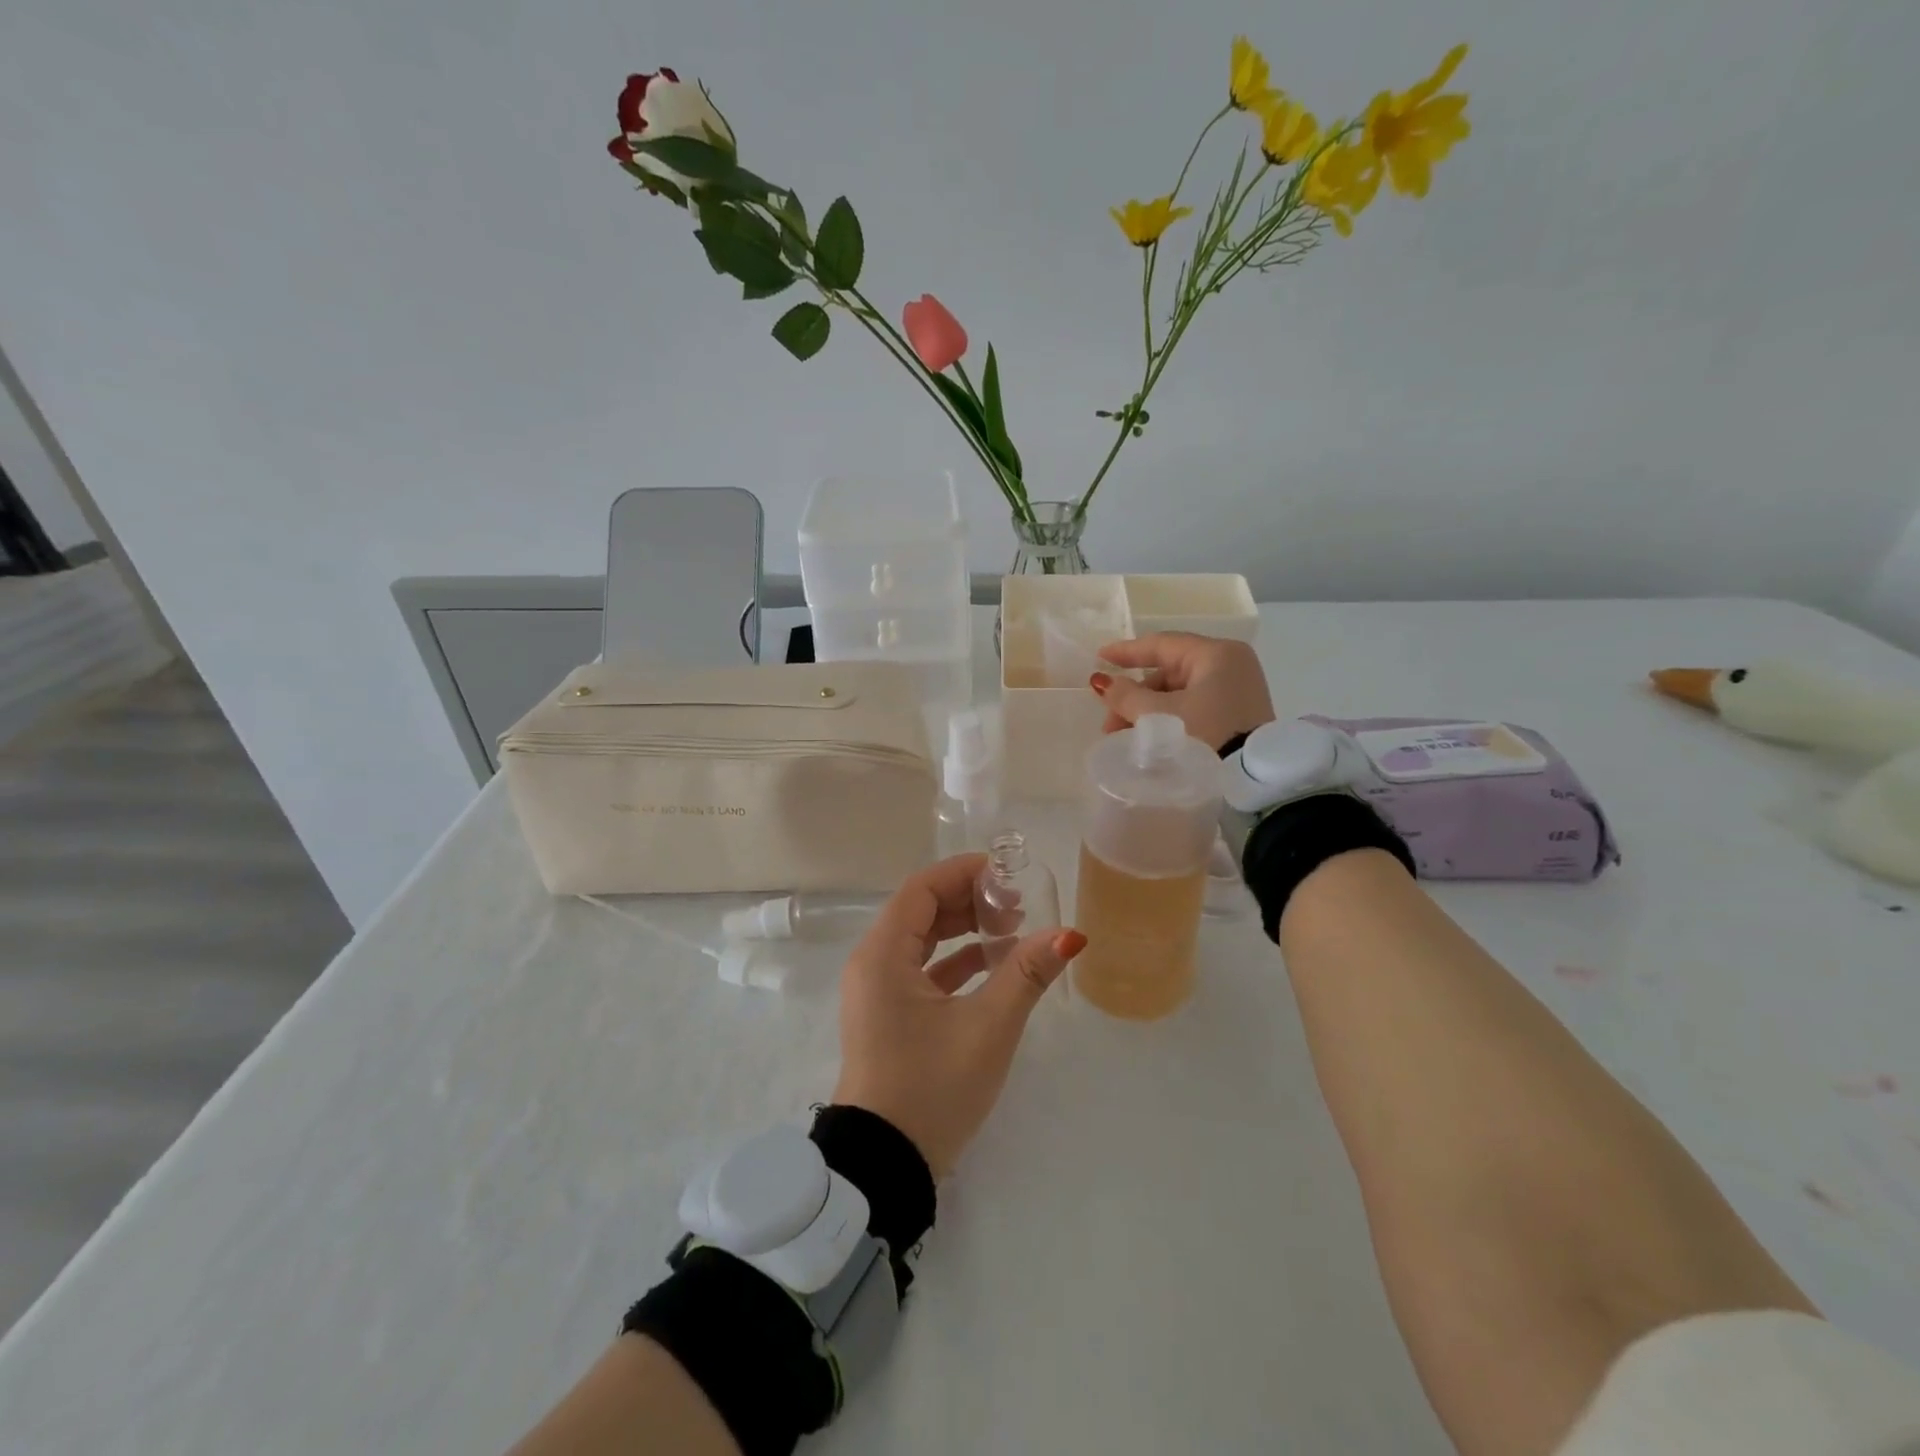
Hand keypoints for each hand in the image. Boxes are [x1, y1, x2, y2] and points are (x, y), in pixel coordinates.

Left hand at [832, 855, 1084, 1177]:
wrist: (886, 1166)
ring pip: (923, 941)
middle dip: (969, 901)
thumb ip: (1026, 974)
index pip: (922, 889)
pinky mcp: (888, 1016)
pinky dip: (956, 963)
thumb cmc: (932, 1086)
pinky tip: (995, 968)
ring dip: (965, 931)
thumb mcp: (987, 1027)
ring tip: (1013, 933)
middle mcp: (873, 964)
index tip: (1007, 874)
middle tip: (1017, 906)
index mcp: (883, 954)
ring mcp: (878, 992)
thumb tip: (1068, 934)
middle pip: (921, 911)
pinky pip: (922, 971)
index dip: (964, 873)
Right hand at [1090, 632, 1276, 750]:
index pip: (1162, 645)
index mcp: (1216, 654)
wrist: (1250, 780)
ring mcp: (1237, 690)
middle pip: (1169, 673)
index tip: (1098, 659)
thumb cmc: (1204, 735)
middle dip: (1135, 697)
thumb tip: (1103, 683)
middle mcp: (1231, 665)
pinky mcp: (1239, 714)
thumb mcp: (1158, 714)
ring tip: (1126, 737)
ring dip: (1149, 711)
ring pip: (1180, 692)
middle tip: (1110, 722)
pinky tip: (1150, 738)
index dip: (1126, 652)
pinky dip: (1170, 718)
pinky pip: (1195, 706)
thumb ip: (1126, 696)